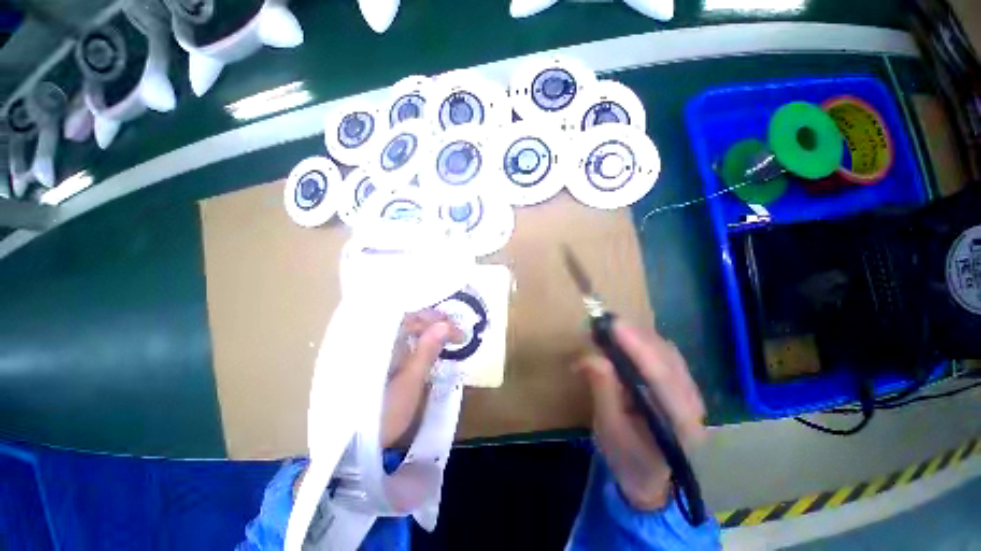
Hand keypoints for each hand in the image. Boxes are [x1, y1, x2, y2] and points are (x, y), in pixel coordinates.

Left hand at [381, 309, 464, 447]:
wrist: (355, 445)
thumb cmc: (385, 413)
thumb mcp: (410, 383)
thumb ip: (426, 351)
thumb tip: (445, 325)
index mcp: (380, 343)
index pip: (412, 319)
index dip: (438, 322)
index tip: (460, 333)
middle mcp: (373, 339)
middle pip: (407, 320)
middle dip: (433, 322)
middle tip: (455, 330)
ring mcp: (371, 349)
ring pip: (403, 328)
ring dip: (426, 328)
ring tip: (445, 333)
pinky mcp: (374, 359)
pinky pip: (399, 339)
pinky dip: (416, 338)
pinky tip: (427, 343)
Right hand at [575, 323, 706, 509]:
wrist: (647, 477)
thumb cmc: (627, 459)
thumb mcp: (609, 430)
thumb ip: (603, 391)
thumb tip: (590, 357)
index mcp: (680, 423)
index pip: (661, 377)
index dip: (637, 348)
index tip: (614, 325)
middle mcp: (693, 402)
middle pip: (667, 358)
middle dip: (635, 336)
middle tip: (603, 323)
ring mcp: (689, 391)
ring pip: (666, 351)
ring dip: (637, 336)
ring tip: (609, 328)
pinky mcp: (679, 383)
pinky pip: (662, 354)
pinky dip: (641, 342)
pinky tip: (624, 339)